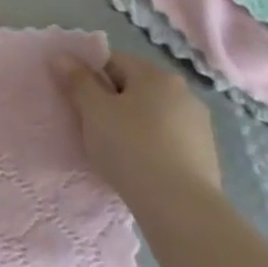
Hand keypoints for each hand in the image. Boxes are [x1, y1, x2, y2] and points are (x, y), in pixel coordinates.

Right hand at [60, 51, 221, 200]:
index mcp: (156, 74)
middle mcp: (183, 92)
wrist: (181, 209)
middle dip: (112, 102)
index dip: (90, 76)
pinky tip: (140, 168)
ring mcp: (199, 125)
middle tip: (92, 127)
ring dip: (133, 125)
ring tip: (115, 152)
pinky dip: (152, 147)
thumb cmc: (131, 149)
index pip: (114, 61)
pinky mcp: (206, 156)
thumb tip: (61, 56)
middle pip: (135, 87)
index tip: (77, 100)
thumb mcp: (94, 112)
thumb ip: (77, 81)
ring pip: (153, 115)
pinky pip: (168, 141)